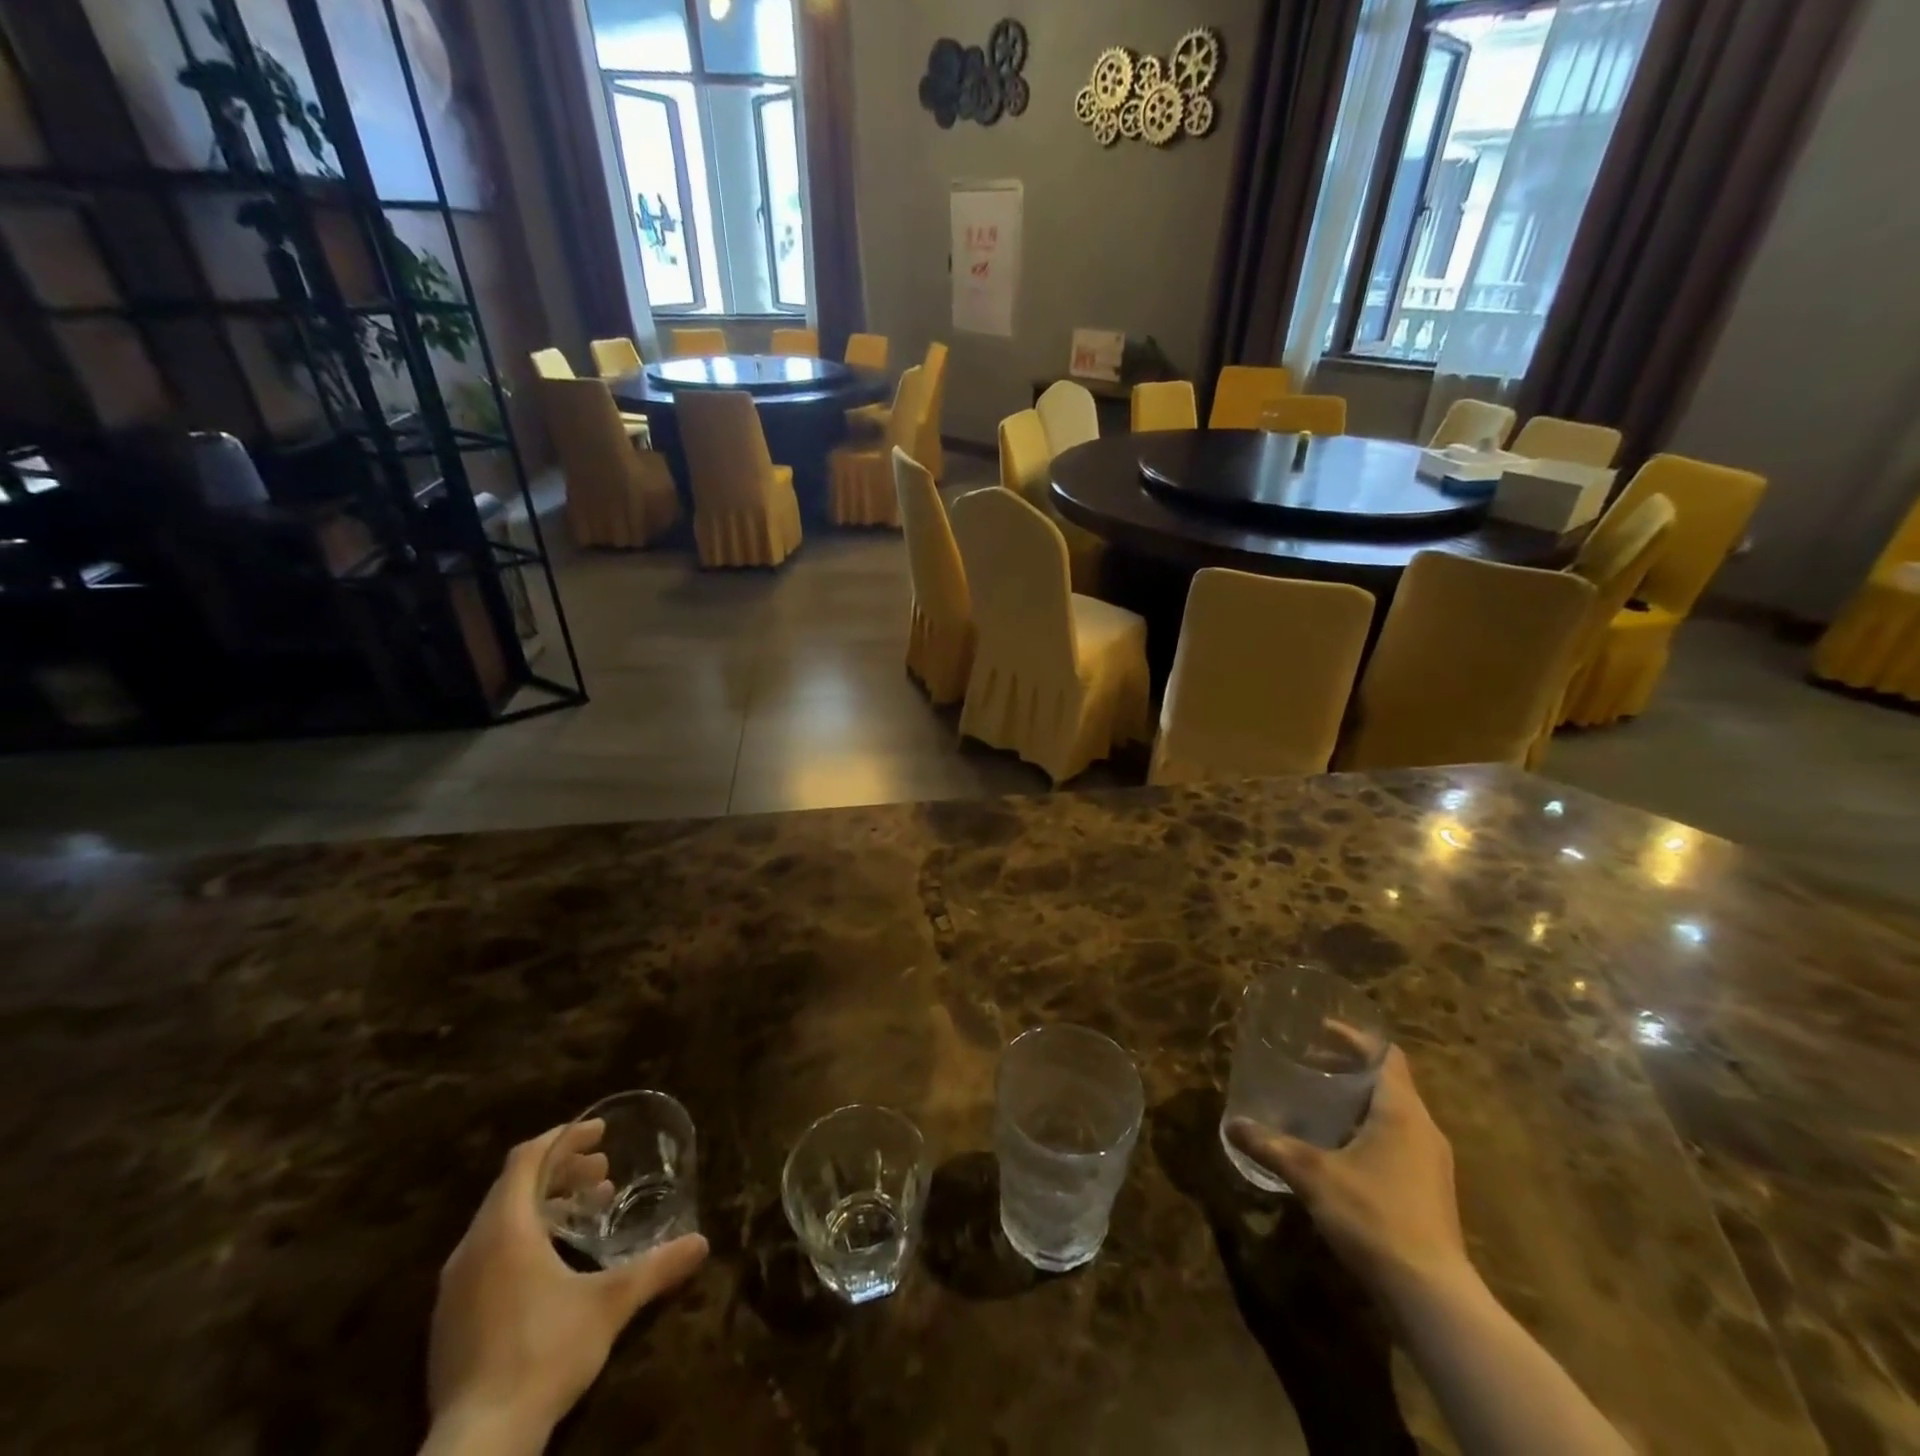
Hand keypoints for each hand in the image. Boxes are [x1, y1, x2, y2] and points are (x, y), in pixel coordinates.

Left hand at [424, 1123, 707, 1454]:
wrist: (478, 1447)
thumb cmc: (545, 1354)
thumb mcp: (611, 1304)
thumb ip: (657, 1267)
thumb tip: (702, 1242)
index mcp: (505, 1230)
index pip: (527, 1158)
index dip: (565, 1137)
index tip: (601, 1133)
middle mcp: (471, 1248)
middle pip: (514, 1186)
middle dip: (562, 1170)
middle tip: (604, 1174)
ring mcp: (453, 1288)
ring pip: (500, 1220)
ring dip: (544, 1204)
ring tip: (586, 1213)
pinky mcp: (448, 1320)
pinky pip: (486, 1253)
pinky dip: (523, 1237)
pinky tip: (553, 1263)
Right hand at [1228, 1046, 1467, 1299]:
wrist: (1431, 1296)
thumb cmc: (1373, 1216)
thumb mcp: (1311, 1175)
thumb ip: (1270, 1146)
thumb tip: (1231, 1124)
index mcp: (1401, 1111)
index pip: (1386, 1055)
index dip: (1354, 1039)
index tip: (1320, 1032)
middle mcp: (1424, 1130)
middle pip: (1389, 1082)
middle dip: (1350, 1070)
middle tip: (1309, 1064)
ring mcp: (1432, 1164)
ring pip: (1395, 1115)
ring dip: (1360, 1103)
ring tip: (1320, 1103)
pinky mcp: (1431, 1193)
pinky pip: (1400, 1143)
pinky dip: (1370, 1132)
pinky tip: (1340, 1150)